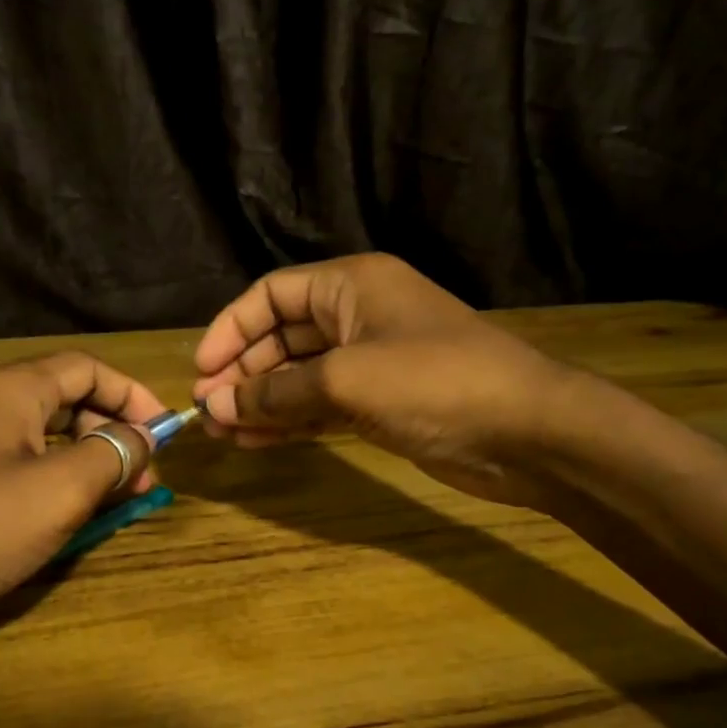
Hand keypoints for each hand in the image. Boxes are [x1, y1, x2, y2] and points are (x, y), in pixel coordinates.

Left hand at [0, 353, 165, 630]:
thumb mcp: (60, 490)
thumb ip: (112, 454)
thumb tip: (143, 437)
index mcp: (11, 389)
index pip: (88, 368)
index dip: (133, 396)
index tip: (164, 435)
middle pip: (68, 398)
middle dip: (112, 434)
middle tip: (142, 481)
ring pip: (45, 435)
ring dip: (87, 461)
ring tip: (114, 502)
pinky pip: (19, 462)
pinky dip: (54, 479)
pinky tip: (67, 514)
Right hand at [190, 254, 585, 506]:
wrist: (525, 432)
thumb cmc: (434, 382)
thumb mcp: (345, 380)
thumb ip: (275, 393)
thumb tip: (215, 407)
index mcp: (351, 284)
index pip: (271, 295)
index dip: (231, 329)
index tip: (201, 371)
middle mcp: (357, 315)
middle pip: (281, 336)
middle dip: (243, 372)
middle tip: (209, 411)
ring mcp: (370, 362)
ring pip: (298, 376)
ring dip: (260, 401)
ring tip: (223, 433)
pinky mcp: (380, 403)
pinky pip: (320, 406)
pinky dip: (289, 422)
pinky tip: (256, 442)